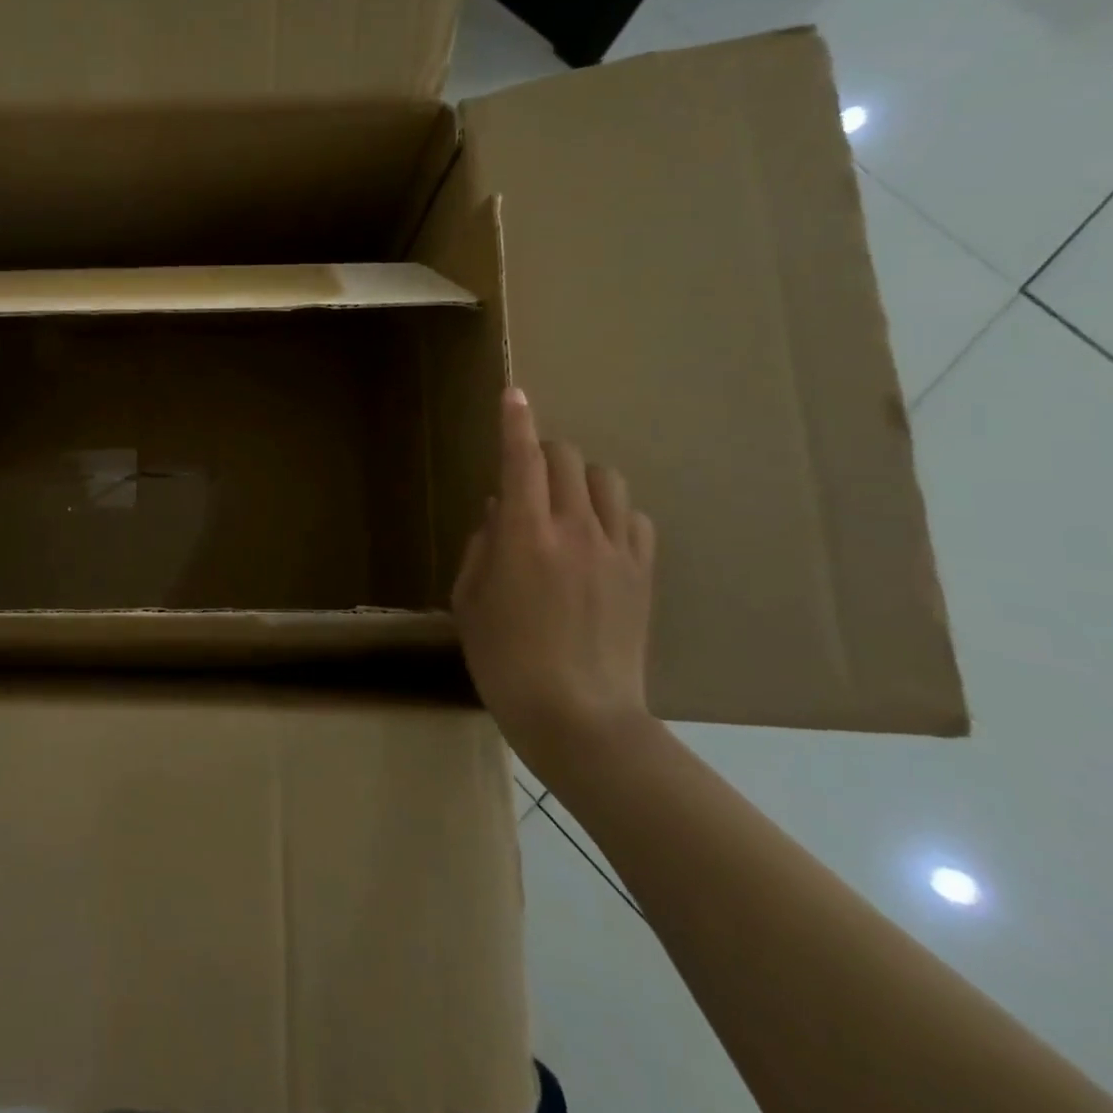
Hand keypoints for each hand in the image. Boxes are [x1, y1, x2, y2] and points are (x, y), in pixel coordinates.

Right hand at [451, 387, 656, 773]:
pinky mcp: (643, 574)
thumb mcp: (470, 601)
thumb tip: (500, 512)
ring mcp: (616, 550)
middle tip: (526, 476)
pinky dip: (613, 513)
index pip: (521, 459)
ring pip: (608, 480)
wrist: (580, 718)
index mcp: (524, 534)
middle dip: (543, 452)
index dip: (515, 421)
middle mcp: (574, 529)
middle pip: (568, 458)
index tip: (513, 393)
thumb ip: (483, 546)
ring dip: (581, 478)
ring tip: (565, 503)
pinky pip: (634, 519)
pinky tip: (598, 536)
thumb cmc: (504, 660)